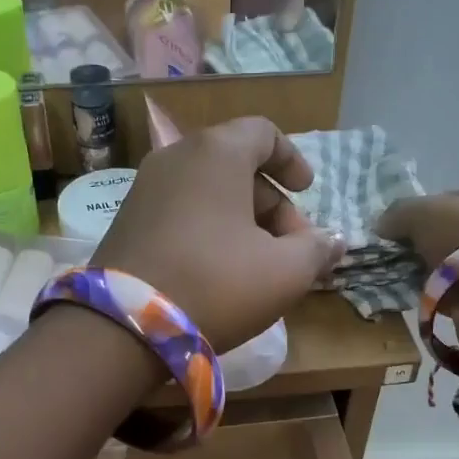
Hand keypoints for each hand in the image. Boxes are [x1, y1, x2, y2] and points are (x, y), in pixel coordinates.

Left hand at [94, 117, 345, 350]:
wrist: (124, 326)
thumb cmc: (217, 284)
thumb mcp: (285, 272)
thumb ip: (317, 250)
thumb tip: (334, 241)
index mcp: (217, 152)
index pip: (263, 133)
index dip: (292, 160)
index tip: (308, 190)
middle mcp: (176, 158)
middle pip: (237, 167)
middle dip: (273, 206)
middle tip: (292, 249)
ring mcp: (145, 189)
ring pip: (208, 193)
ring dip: (242, 222)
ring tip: (259, 267)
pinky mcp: (126, 221)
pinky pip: (181, 212)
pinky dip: (208, 231)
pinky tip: (219, 272)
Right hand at [378, 176, 458, 347]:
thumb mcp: (422, 213)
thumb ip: (400, 213)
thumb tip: (383, 225)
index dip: (435, 206)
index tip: (412, 224)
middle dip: (438, 240)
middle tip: (410, 251)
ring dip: (442, 267)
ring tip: (414, 276)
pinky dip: (451, 290)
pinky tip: (430, 294)